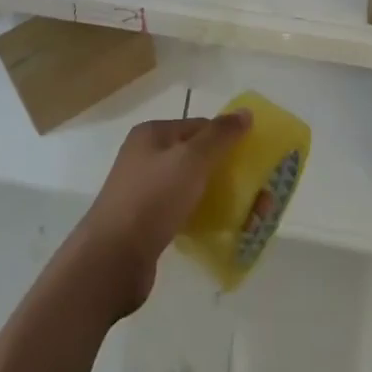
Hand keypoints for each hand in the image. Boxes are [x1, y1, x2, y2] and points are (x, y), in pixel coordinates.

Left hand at [65, 113, 250, 318]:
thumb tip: (245, 112)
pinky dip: (203, 218)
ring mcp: (145, 191)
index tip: (256, 161)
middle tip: (259, 198)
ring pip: (192, 187)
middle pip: (197, 157)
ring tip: (250, 219)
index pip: (199, 126)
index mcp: (152, 135)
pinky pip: (183, 212)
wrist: (112, 259)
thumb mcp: (190, 160)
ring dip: (220, 199)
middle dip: (228, 174)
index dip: (228, 139)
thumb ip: (220, 136)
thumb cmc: (152, 200)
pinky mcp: (147, 223)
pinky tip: (221, 232)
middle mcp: (146, 158)